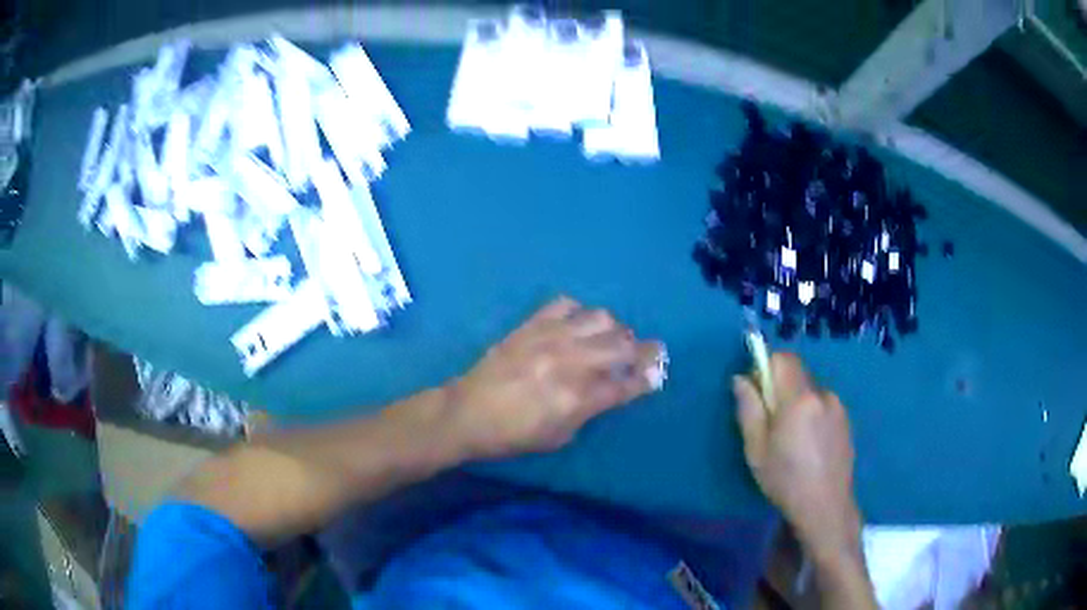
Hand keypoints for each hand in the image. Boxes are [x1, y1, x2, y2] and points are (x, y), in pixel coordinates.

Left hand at [448, 296, 665, 458]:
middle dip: (642, 350)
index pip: (627, 384)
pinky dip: (579, 312)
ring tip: (610, 338)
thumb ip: (591, 410)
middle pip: (623, 345)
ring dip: (614, 329)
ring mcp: (550, 338)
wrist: (466, 413)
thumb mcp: (559, 436)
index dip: (647, 378)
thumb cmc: (513, 435)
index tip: (657, 372)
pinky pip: (566, 303)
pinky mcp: (531, 324)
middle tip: (642, 354)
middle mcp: (570, 363)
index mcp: (577, 399)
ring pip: (601, 318)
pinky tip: (577, 325)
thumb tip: (613, 387)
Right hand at [733, 353, 861, 563]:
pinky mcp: (846, 420)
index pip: (783, 358)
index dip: (767, 367)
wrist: (825, 506)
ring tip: (793, 439)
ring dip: (798, 402)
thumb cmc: (785, 480)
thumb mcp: (756, 449)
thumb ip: (749, 409)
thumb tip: (741, 379)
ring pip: (811, 390)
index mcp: (799, 399)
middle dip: (781, 387)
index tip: (758, 393)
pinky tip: (809, 445)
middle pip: (798, 373)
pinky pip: (823, 404)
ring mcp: (838, 406)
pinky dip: (812, 413)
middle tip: (772, 422)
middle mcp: (822, 394)